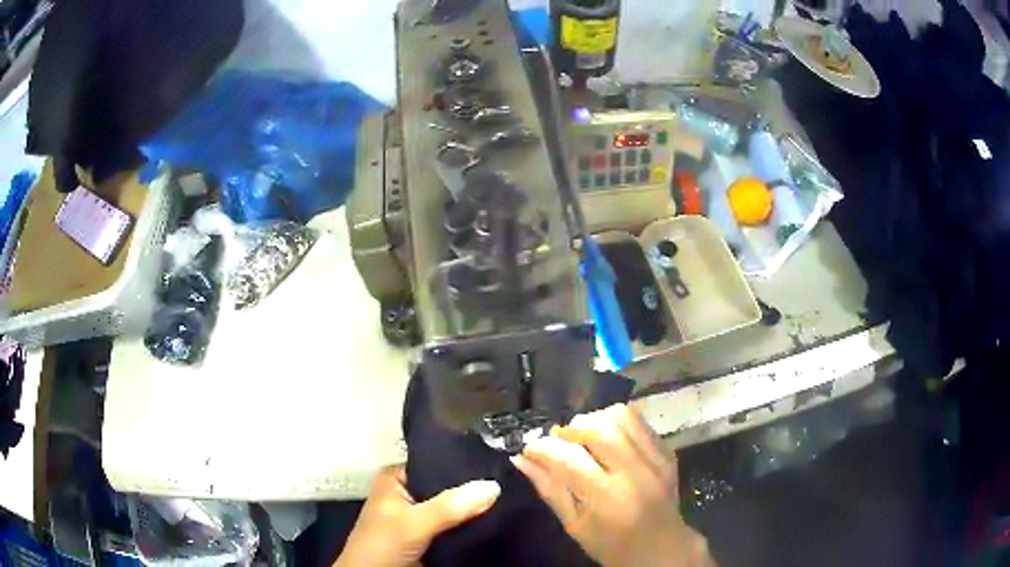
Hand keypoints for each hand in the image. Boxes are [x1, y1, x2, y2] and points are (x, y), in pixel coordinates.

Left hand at [335, 465, 499, 566]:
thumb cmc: (382, 545)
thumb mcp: (413, 523)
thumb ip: (450, 506)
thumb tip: (494, 485)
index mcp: (396, 479)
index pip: (436, 463)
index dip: (464, 465)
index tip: (498, 465)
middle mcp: (408, 493)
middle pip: (448, 488)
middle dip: (473, 491)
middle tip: (508, 485)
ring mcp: (419, 518)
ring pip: (453, 509)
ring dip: (474, 510)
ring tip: (509, 501)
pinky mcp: (429, 538)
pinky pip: (456, 527)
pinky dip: (471, 527)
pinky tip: (496, 521)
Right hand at [512, 404, 714, 566]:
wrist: (663, 548)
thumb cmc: (611, 545)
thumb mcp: (574, 526)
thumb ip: (549, 489)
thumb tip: (520, 459)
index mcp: (606, 499)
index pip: (568, 458)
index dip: (541, 448)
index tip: (530, 450)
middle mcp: (634, 474)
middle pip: (597, 428)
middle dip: (569, 429)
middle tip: (560, 443)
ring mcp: (655, 459)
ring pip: (619, 416)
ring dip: (593, 421)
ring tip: (584, 440)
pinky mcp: (667, 451)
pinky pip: (638, 421)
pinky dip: (616, 423)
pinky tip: (608, 441)